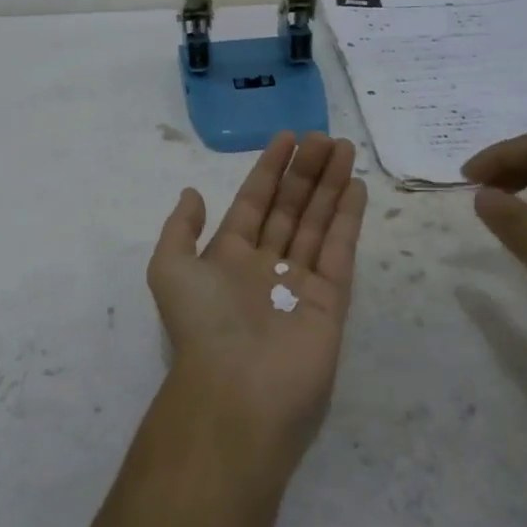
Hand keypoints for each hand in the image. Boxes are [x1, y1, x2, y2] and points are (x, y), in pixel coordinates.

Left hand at [147, 132, 367, 474]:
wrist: (238, 389)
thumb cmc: (203, 323)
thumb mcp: (169, 268)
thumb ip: (181, 228)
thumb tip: (192, 193)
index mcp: (228, 257)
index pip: (254, 202)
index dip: (270, 170)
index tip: (288, 138)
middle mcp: (265, 265)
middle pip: (290, 207)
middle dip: (306, 172)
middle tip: (325, 137)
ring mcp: (300, 282)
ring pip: (317, 222)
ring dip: (330, 186)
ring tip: (344, 149)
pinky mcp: (331, 300)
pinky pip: (340, 249)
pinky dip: (348, 218)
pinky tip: (357, 187)